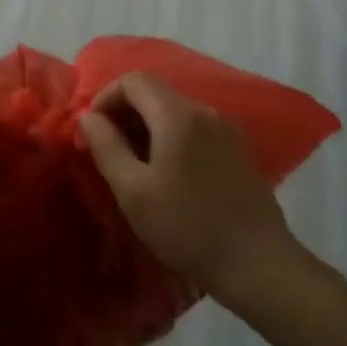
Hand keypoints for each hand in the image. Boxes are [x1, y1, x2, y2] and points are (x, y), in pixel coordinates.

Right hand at [77, 73, 309, 303]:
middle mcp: (205, 112)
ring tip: (133, 165)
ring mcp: (227, 131)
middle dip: (124, 114)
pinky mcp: (239, 152)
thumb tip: (88, 116)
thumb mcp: (132, 190)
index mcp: (177, 115)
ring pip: (175, 112)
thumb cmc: (186, 227)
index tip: (92, 131)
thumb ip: (105, 146)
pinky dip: (171, 139)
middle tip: (107, 150)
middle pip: (155, 93)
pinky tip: (168, 175)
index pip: (133, 80)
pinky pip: (195, 130)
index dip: (105, 97)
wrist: (259, 266)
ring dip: (147, 128)